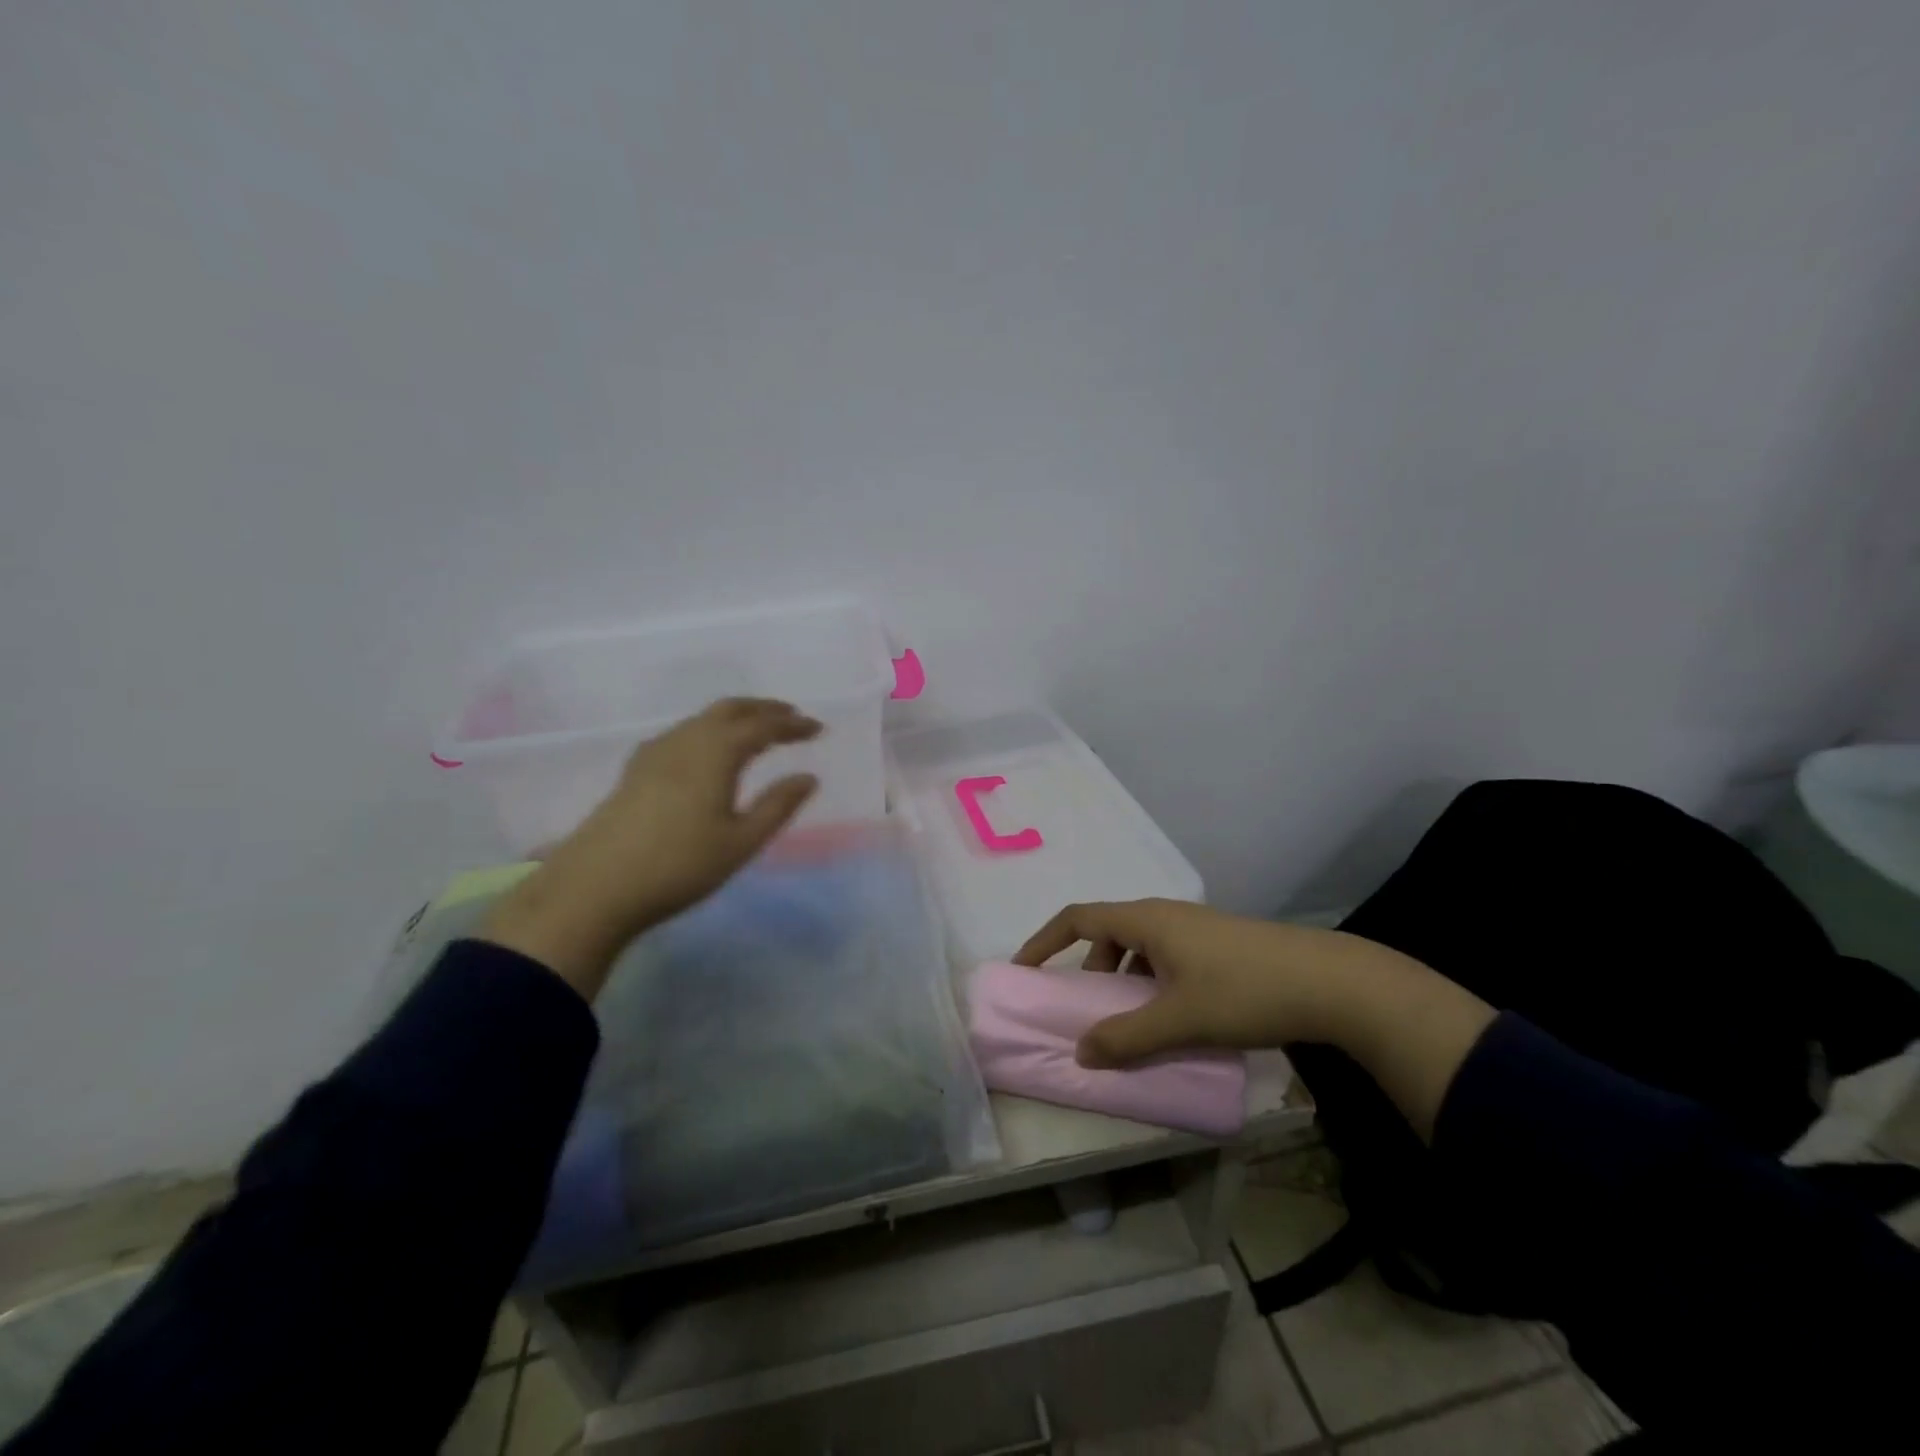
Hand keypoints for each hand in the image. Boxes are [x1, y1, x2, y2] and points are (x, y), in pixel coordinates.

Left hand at [481, 698, 821, 995]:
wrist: (594, 887)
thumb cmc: (679, 865)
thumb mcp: (740, 842)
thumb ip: (778, 806)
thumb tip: (809, 777)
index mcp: (716, 752)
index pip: (763, 725)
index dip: (792, 724)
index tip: (818, 729)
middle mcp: (686, 740)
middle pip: (730, 709)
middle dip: (764, 709)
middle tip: (791, 717)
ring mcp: (656, 752)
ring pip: (703, 719)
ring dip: (736, 717)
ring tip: (757, 732)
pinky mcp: (636, 769)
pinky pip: (683, 733)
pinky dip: (709, 730)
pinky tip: (707, 752)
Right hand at [1014, 898, 1494, 1139]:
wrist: (1332, 982)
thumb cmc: (1245, 992)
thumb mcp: (1179, 1021)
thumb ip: (1126, 1038)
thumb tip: (1081, 1052)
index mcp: (1146, 920)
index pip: (1077, 917)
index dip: (1045, 940)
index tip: (1025, 969)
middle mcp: (1166, 915)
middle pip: (1108, 931)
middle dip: (1089, 968)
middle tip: (1087, 1009)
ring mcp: (1196, 928)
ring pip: (1140, 946)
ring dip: (1123, 978)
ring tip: (1132, 1020)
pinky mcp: (1220, 944)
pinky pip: (1166, 956)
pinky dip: (1151, 981)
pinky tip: (1173, 1016)